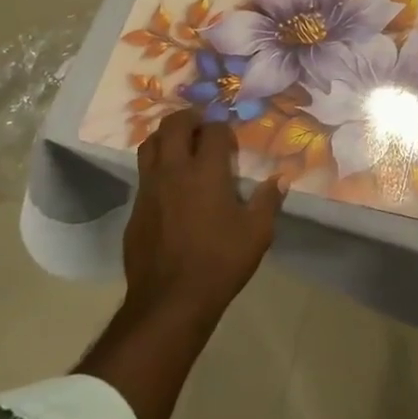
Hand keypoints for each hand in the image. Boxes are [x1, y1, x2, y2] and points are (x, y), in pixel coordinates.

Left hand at [126, 110, 284, 324]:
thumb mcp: (257, 233)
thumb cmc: (219, 262)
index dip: (222, 128)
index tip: (230, 141)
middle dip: (189, 118)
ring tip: (181, 146)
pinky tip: (170, 185)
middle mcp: (173, 171)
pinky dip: (156, 167)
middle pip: (173, 125)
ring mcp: (149, 189)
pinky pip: (143, 174)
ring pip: (149, 144)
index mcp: (205, 171)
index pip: (212, 130)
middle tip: (202, 126)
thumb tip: (282, 178)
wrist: (170, 300)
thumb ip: (269, 200)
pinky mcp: (135, 209)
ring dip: (166, 137)